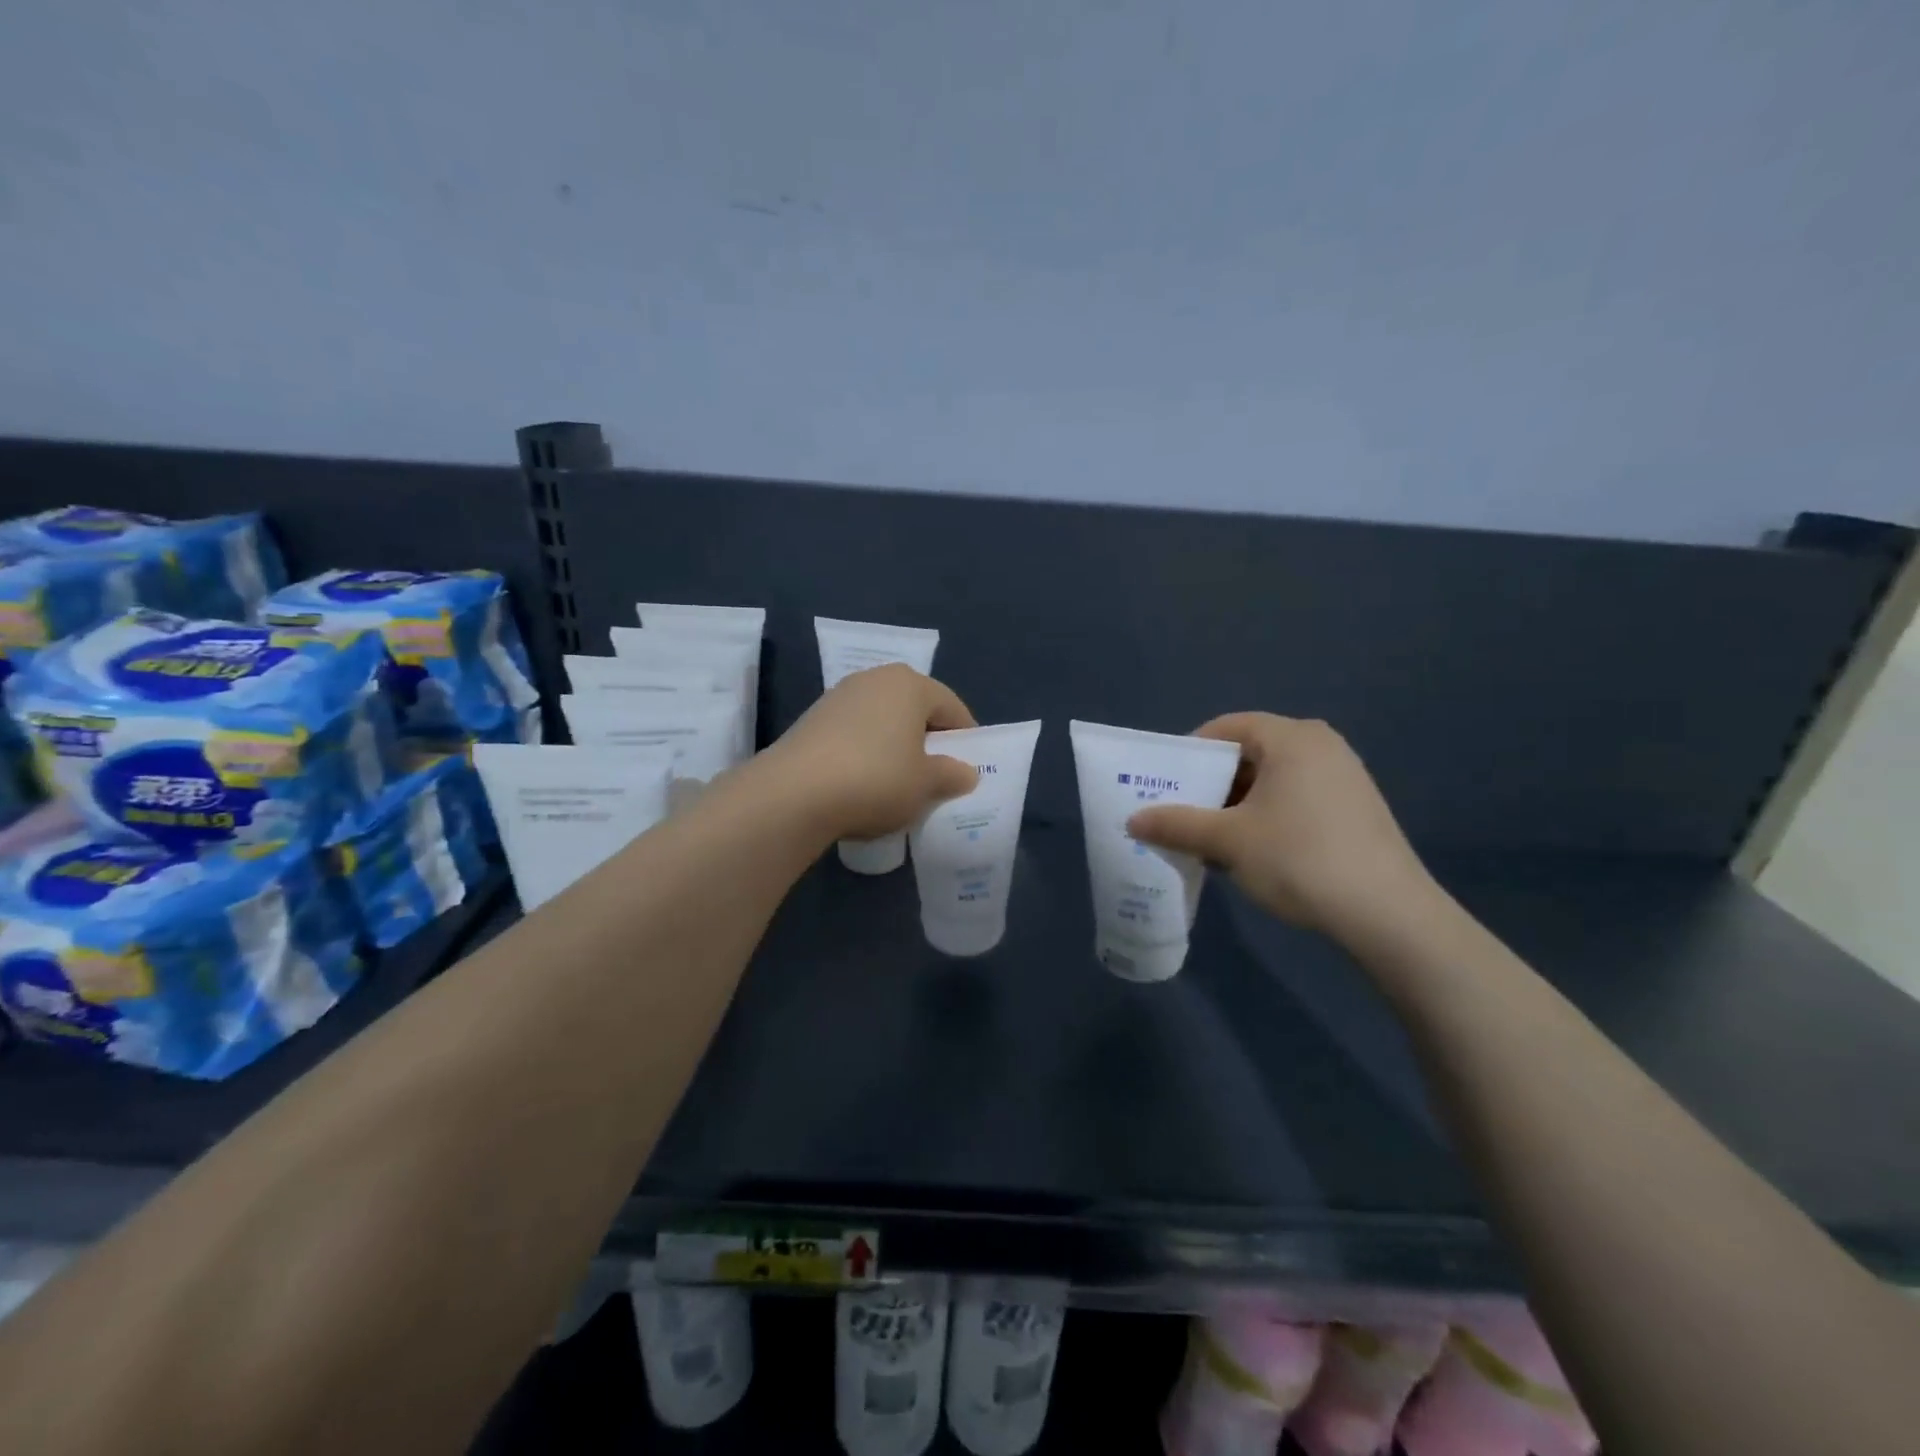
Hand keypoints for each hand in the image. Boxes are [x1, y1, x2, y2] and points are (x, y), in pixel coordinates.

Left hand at [766, 664, 979, 840]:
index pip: (951, 707)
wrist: (794, 794)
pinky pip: (855, 735)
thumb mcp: (926, 784)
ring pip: (883, 722)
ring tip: (899, 784)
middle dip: (928, 741)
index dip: (966, 739)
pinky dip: (866, 754)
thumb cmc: (877, 779)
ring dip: (895, 748)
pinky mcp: (812, 720)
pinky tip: (864, 784)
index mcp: (910, 684)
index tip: (968, 769)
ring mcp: (838, 697)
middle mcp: (874, 679)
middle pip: (915, 710)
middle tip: (936, 777)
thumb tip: (965, 773)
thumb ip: (951, 775)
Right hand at [1126, 713, 1441, 939]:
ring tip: (1211, 838)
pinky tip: (1252, 852)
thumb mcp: (1228, 841)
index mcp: (1291, 737)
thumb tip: (1133, 820)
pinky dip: (1266, 816)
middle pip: (1249, 752)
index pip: (1227, 727)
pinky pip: (1295, 798)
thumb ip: (1176, 824)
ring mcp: (1344, 776)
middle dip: (1211, 783)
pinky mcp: (1355, 808)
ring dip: (1236, 804)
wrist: (1388, 915)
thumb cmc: (1299, 859)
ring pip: (1272, 779)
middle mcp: (1321, 745)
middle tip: (1181, 813)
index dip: (1190, 753)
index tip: (1166, 784)